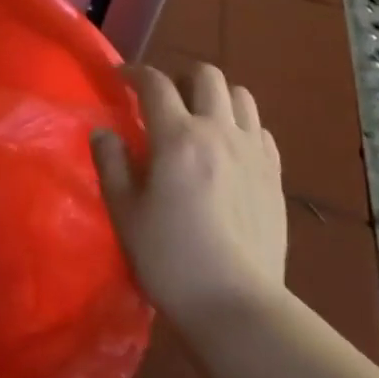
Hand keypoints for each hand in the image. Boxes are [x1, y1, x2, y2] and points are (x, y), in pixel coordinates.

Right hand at [91, 63, 287, 323]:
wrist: (236, 305)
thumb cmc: (170, 258)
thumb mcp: (124, 211)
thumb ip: (111, 163)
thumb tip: (104, 132)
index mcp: (178, 137)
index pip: (155, 83)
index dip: (134, 72)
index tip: (120, 77)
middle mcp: (219, 132)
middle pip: (206, 75)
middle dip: (181, 77)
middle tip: (164, 100)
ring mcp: (253, 153)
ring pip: (240, 96)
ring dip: (216, 97)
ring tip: (199, 119)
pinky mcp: (275, 176)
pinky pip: (260, 130)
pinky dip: (241, 126)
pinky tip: (228, 150)